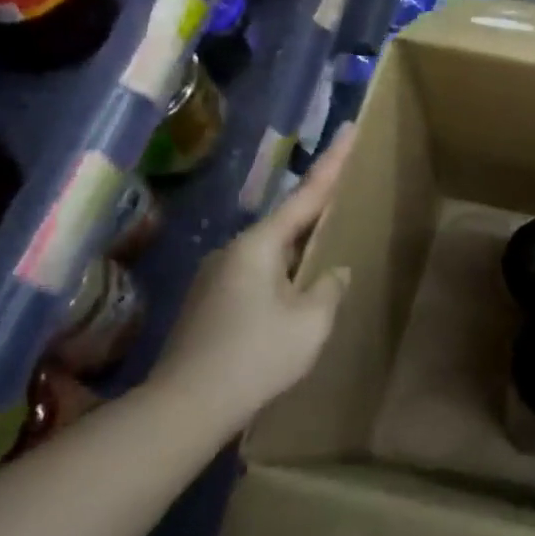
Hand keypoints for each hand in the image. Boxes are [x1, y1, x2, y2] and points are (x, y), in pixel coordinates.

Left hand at [151, 129, 354, 428]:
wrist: (184, 407)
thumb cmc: (256, 356)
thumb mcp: (311, 322)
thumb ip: (329, 288)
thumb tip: (333, 272)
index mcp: (259, 245)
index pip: (307, 195)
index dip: (333, 162)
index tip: (350, 128)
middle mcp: (234, 251)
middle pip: (287, 221)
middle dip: (318, 209)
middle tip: (346, 194)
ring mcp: (216, 277)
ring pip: (271, 252)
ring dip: (299, 249)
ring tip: (326, 254)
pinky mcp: (209, 304)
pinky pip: (257, 275)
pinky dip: (282, 274)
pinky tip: (295, 296)